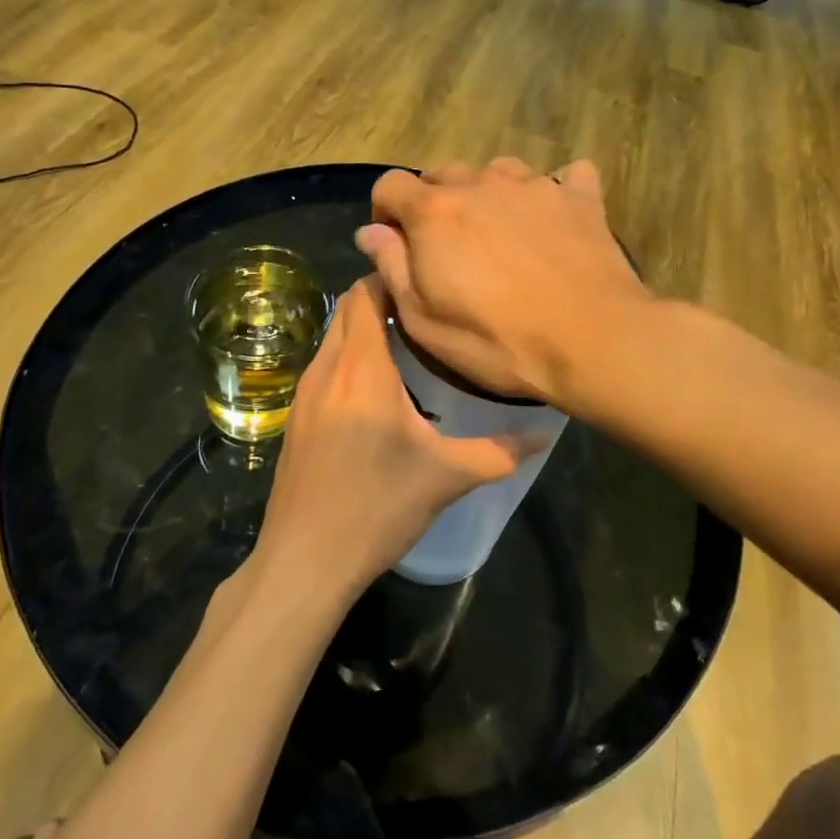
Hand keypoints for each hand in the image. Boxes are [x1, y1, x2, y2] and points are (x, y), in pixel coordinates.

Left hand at [255, 276, 525, 601]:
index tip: (427, 281)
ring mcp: (304, 392)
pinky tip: (376, 389)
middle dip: (381, 297)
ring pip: (333, 336)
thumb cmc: (376, 508)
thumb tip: (544, 435)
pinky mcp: (294, 416)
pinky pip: (324, 365)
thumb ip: (499, 452)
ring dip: (363, 328)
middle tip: (426, 311)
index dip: (391, 276)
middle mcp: (327, 368)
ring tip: (408, 344)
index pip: (366, 292)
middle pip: (347, 308)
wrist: (303, 561)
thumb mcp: (445, 478)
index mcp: (362, 368)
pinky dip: (348, 357)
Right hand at [356, 158, 648, 406]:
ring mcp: (535, 185)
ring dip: (489, 194)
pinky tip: (558, 217)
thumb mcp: (425, 320)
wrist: (593, 340)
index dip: (386, 210)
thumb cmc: (497, 340)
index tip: (396, 242)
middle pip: (443, 174)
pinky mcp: (580, 197)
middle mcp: (481, 183)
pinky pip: (565, 176)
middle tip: (451, 248)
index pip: (390, 184)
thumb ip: (392, 266)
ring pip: (498, 171)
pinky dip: (556, 191)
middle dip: (435, 203)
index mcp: (435, 211)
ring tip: (502, 232)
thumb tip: (370, 231)